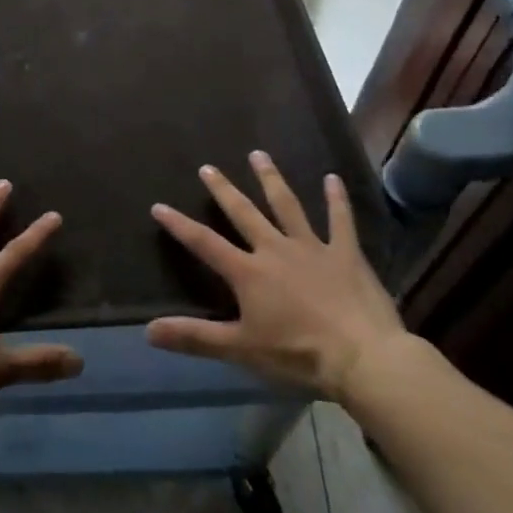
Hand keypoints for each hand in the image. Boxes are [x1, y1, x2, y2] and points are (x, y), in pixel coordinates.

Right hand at [145, 152, 410, 401]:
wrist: (363, 358)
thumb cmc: (298, 354)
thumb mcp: (241, 349)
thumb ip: (195, 337)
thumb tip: (149, 331)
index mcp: (248, 272)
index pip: (204, 243)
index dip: (179, 225)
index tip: (159, 206)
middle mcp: (275, 250)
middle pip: (244, 213)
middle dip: (223, 190)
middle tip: (208, 167)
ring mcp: (312, 248)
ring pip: (287, 205)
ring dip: (271, 179)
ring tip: (258, 155)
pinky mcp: (346, 255)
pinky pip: (341, 221)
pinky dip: (336, 199)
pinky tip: (332, 178)